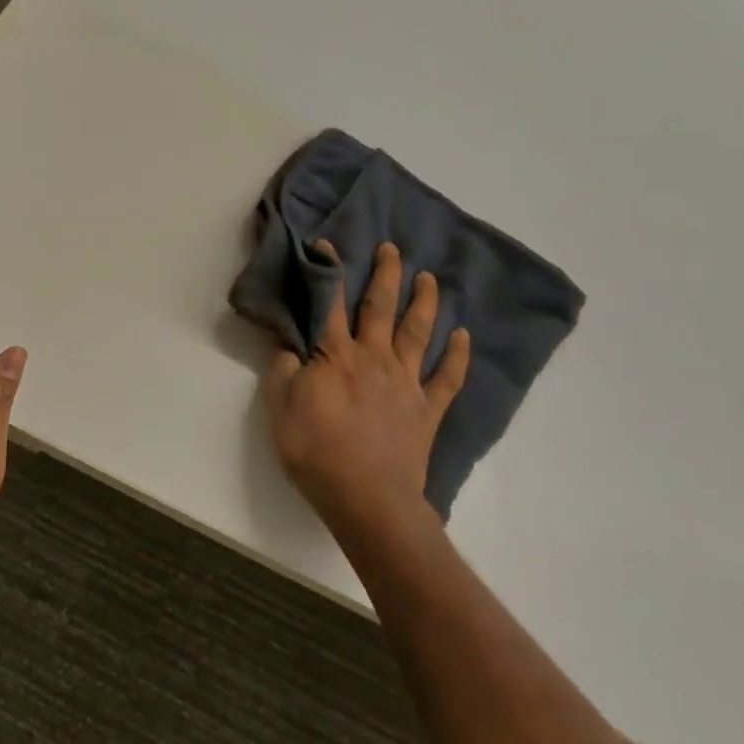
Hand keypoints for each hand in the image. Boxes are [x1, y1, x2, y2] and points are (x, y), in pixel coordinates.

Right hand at [264, 241, 470, 549]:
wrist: (367, 499)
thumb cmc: (316, 452)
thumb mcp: (279, 408)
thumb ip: (282, 370)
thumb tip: (288, 342)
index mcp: (335, 355)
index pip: (329, 303)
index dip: (328, 272)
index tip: (328, 244)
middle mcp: (374, 358)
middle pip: (380, 308)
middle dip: (385, 275)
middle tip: (392, 248)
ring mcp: (405, 382)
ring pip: (417, 332)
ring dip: (424, 302)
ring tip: (429, 278)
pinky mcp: (427, 410)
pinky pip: (447, 378)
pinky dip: (458, 357)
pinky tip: (464, 337)